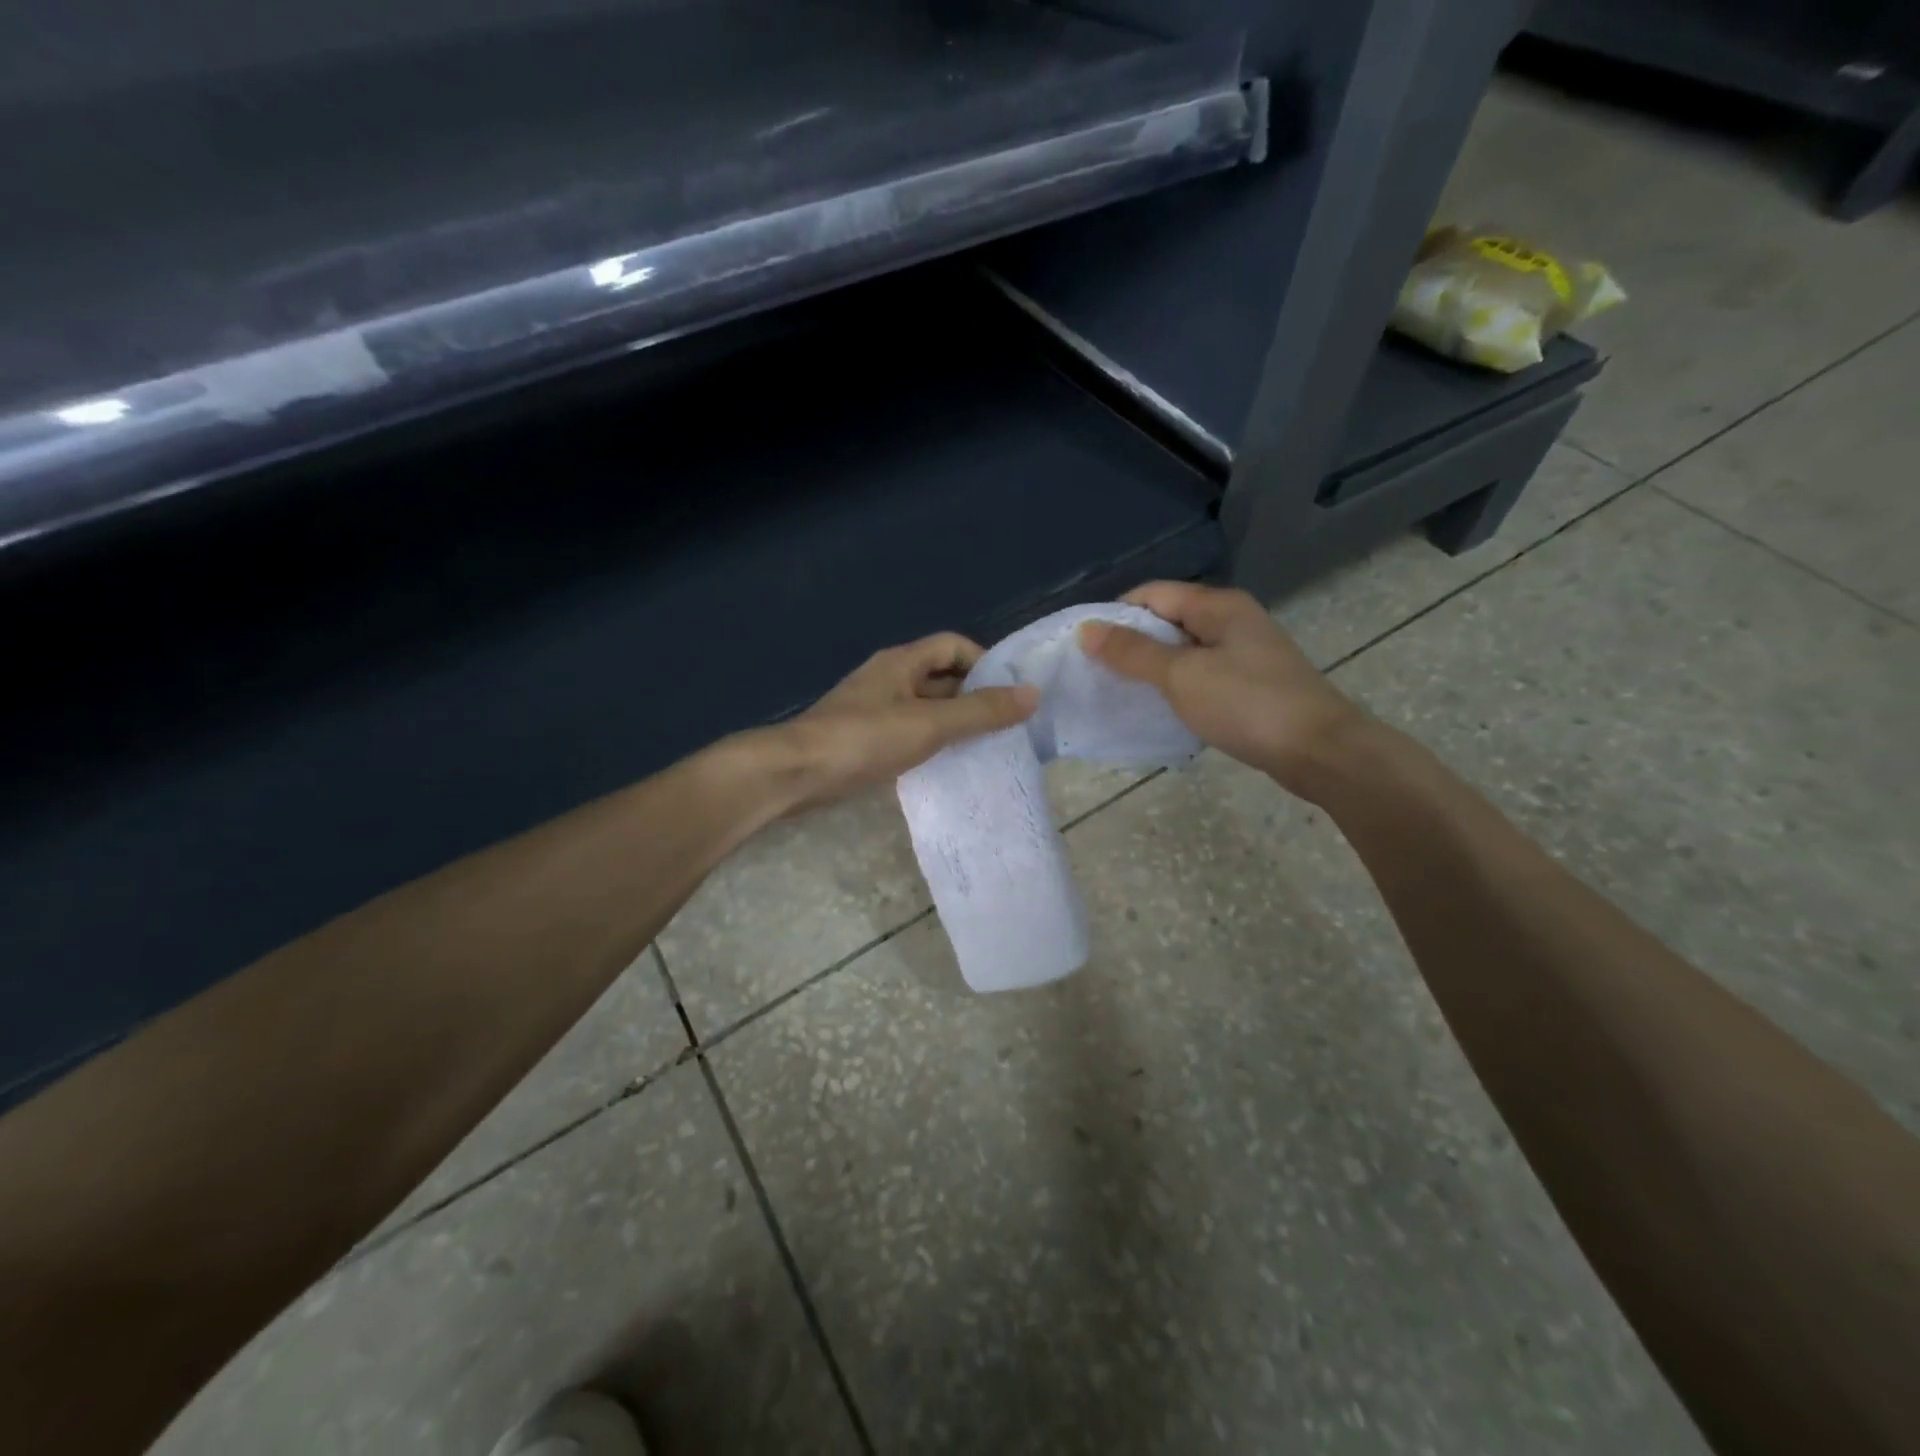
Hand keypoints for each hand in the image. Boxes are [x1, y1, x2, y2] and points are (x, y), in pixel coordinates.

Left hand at [760, 633, 1037, 813]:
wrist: (796, 773)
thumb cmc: (864, 739)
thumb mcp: (930, 724)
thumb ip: (980, 712)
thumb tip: (1032, 694)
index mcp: (902, 662)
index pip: (953, 646)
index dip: (984, 663)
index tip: (1009, 694)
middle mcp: (889, 678)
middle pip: (942, 677)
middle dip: (974, 698)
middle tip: (1007, 726)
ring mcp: (874, 709)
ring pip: (926, 708)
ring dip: (954, 723)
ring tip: (986, 749)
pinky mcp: (864, 738)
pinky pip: (909, 732)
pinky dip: (931, 743)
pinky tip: (947, 765)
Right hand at [1078, 582, 1365, 797]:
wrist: (1320, 751)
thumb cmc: (1247, 704)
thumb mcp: (1182, 675)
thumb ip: (1133, 652)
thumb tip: (1087, 630)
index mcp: (1218, 606)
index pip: (1153, 594)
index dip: (1116, 614)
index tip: (1085, 645)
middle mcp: (1232, 621)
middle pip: (1168, 620)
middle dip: (1131, 643)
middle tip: (1095, 672)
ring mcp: (1245, 653)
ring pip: (1184, 651)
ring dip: (1152, 668)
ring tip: (1119, 691)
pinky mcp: (1250, 685)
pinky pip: (1201, 675)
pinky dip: (1176, 687)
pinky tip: (1159, 708)